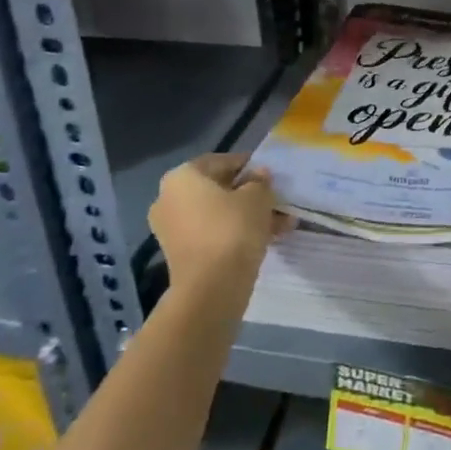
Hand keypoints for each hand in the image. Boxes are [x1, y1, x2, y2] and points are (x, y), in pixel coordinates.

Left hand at [147, 153, 288, 295]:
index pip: (221, 161)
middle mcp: (169, 199)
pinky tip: (268, 238)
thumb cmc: (232, 228)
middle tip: (275, 199)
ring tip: (280, 223)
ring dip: (248, 215)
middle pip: (218, 189)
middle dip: (249, 194)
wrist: (211, 288)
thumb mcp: (258, 196)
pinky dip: (237, 233)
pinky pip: (213, 234)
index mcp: (182, 177)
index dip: (249, 166)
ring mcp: (172, 229)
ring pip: (218, 214)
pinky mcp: (181, 254)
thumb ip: (260, 181)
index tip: (270, 175)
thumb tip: (259, 176)